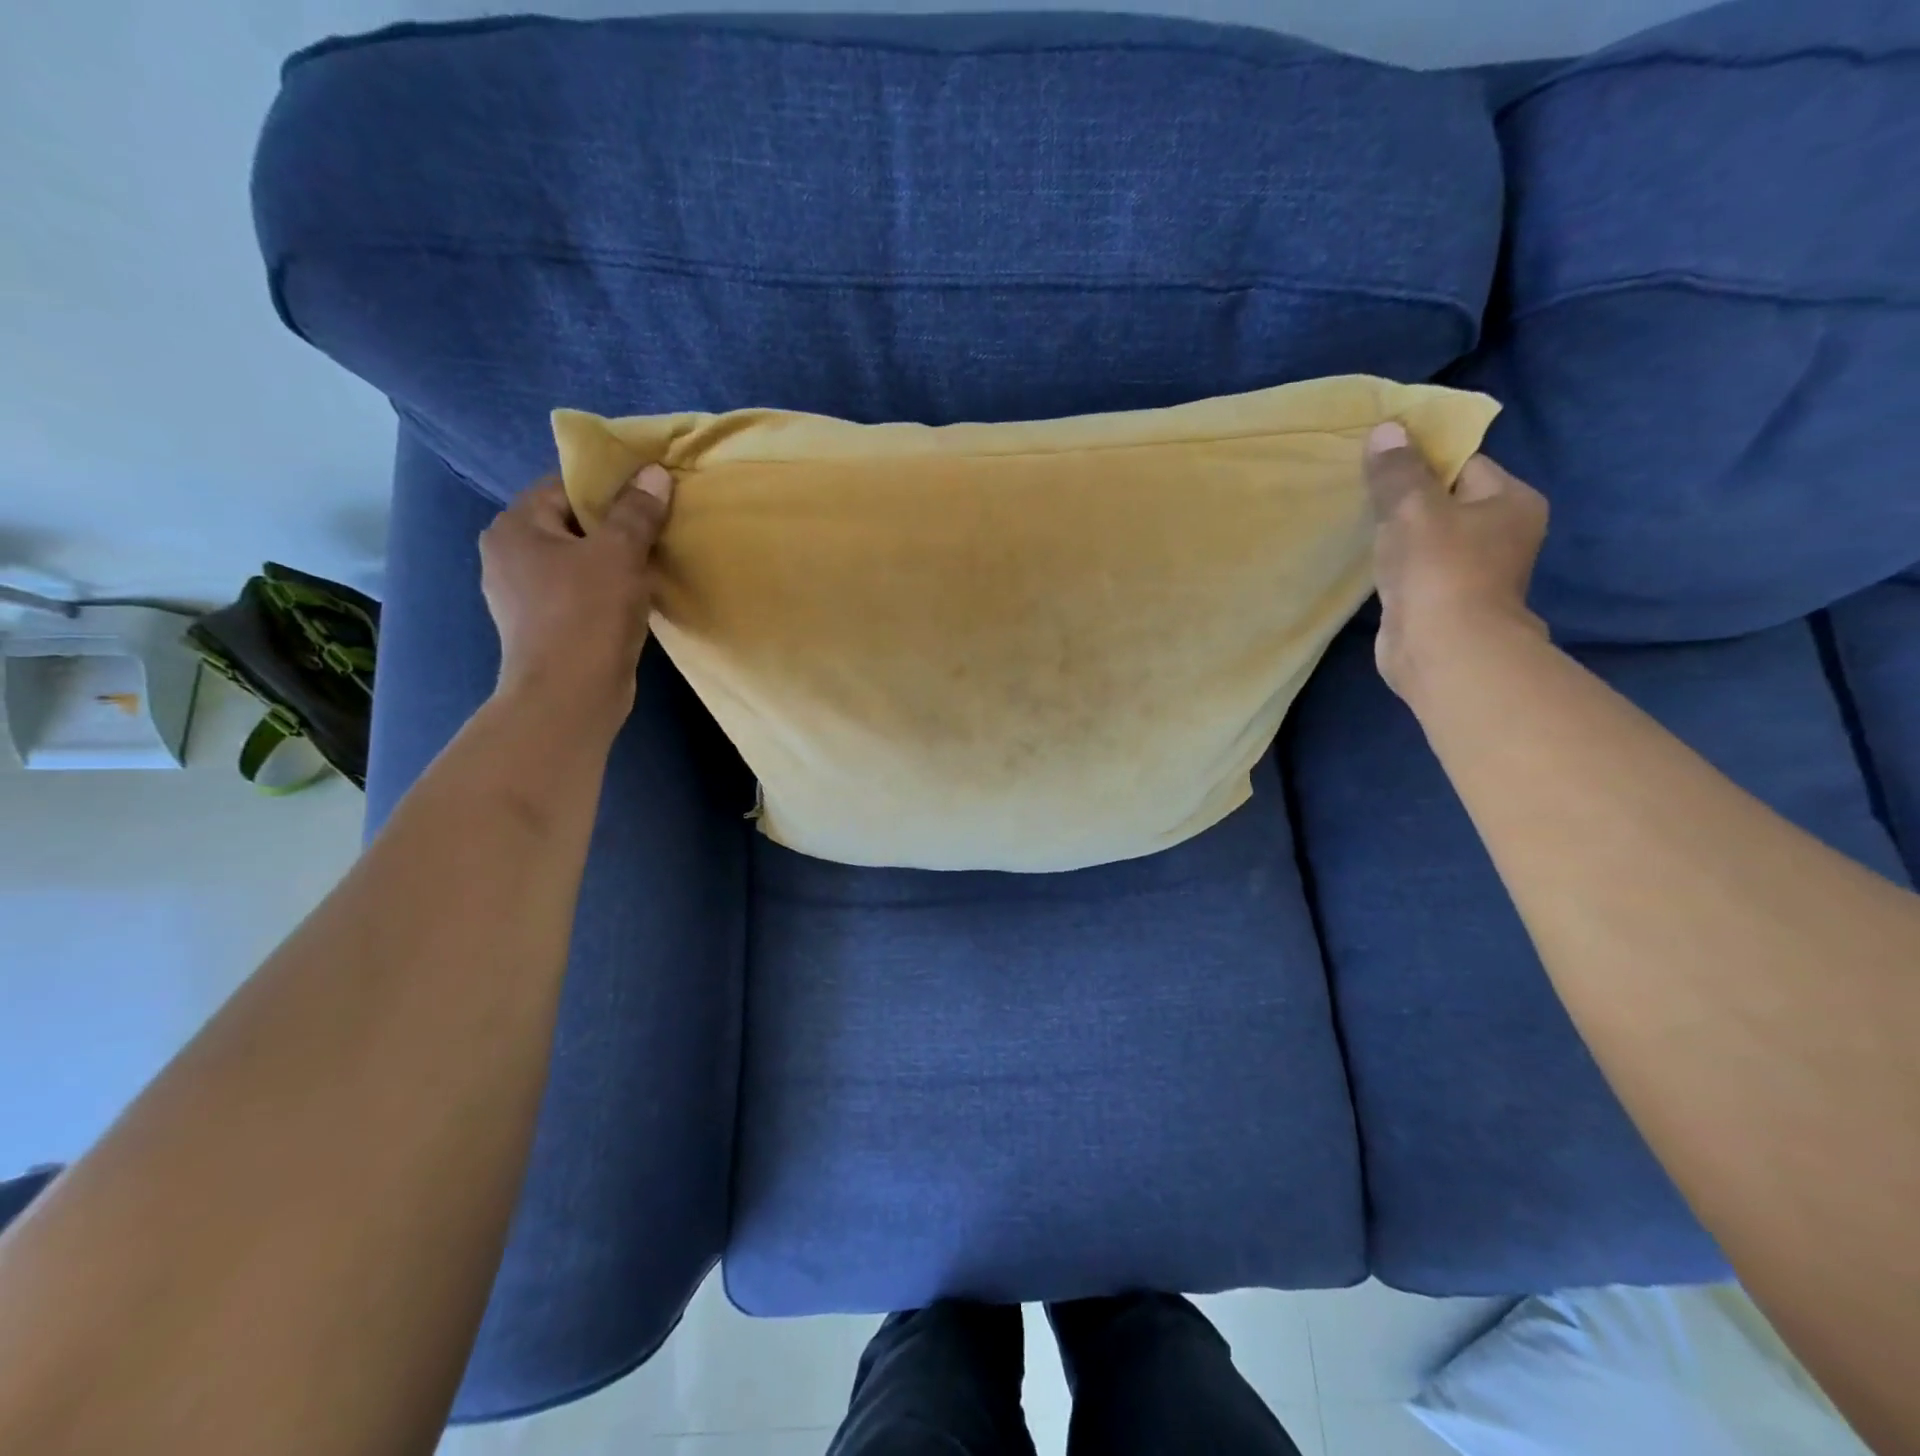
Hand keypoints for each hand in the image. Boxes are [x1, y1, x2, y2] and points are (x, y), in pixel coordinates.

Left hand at [479, 465, 673, 724]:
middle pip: (570, 524)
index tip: (648, 496)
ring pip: (575, 561)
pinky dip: (603, 591)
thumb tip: (654, 473)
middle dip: (613, 527)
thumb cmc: (588, 614)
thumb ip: (637, 511)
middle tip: (656, 530)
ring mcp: (521, 595)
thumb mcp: (620, 554)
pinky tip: (633, 599)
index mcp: (515, 527)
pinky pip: (577, 592)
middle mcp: (507, 555)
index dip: (608, 487)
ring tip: (651, 564)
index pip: (563, 487)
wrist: (569, 696)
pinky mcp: (541, 626)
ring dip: (611, 561)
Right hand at [1362, 421, 1550, 702]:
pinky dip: (1396, 564)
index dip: (1421, 461)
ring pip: (1429, 537)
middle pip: (1445, 500)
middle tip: (1364, 494)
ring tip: (1363, 528)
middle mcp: (1502, 532)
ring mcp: (1475, 570)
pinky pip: (1417, 568)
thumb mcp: (1413, 508)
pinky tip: (1372, 564)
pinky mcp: (1446, 600)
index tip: (1380, 465)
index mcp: (1511, 501)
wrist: (1444, 650)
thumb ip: (1397, 470)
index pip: (1463, 464)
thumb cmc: (1440, 570)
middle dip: (1406, 498)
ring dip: (1398, 534)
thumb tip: (1386, 429)